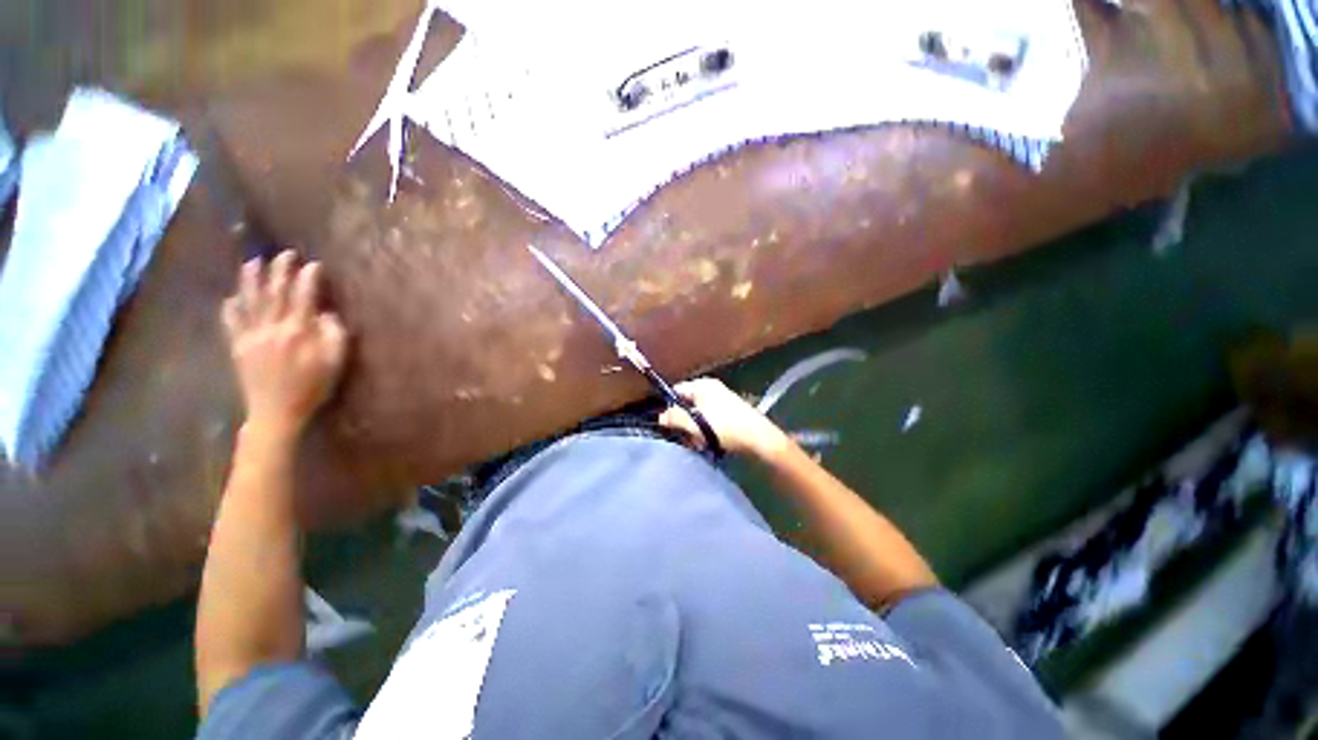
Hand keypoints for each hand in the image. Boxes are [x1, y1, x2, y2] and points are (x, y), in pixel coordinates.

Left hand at [221, 251, 347, 437]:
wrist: (276, 412)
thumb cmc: (313, 387)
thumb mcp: (336, 362)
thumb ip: (334, 335)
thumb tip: (326, 314)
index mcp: (298, 331)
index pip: (303, 297)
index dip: (308, 278)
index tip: (314, 264)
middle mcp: (272, 327)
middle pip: (275, 293)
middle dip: (280, 271)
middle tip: (285, 254)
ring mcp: (250, 336)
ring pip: (250, 301)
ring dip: (251, 280)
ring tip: (253, 262)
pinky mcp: (237, 346)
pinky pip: (231, 321)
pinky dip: (231, 307)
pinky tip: (232, 297)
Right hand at [659, 378, 789, 458]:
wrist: (758, 439)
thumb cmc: (724, 427)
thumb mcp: (695, 424)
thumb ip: (674, 418)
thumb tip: (661, 416)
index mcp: (703, 385)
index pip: (677, 390)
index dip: (669, 406)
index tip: (666, 423)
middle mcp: (712, 390)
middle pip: (687, 404)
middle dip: (683, 422)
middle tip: (684, 437)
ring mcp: (722, 401)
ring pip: (698, 415)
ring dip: (694, 430)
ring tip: (698, 443)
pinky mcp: (729, 414)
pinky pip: (710, 421)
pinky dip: (706, 432)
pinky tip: (708, 444)